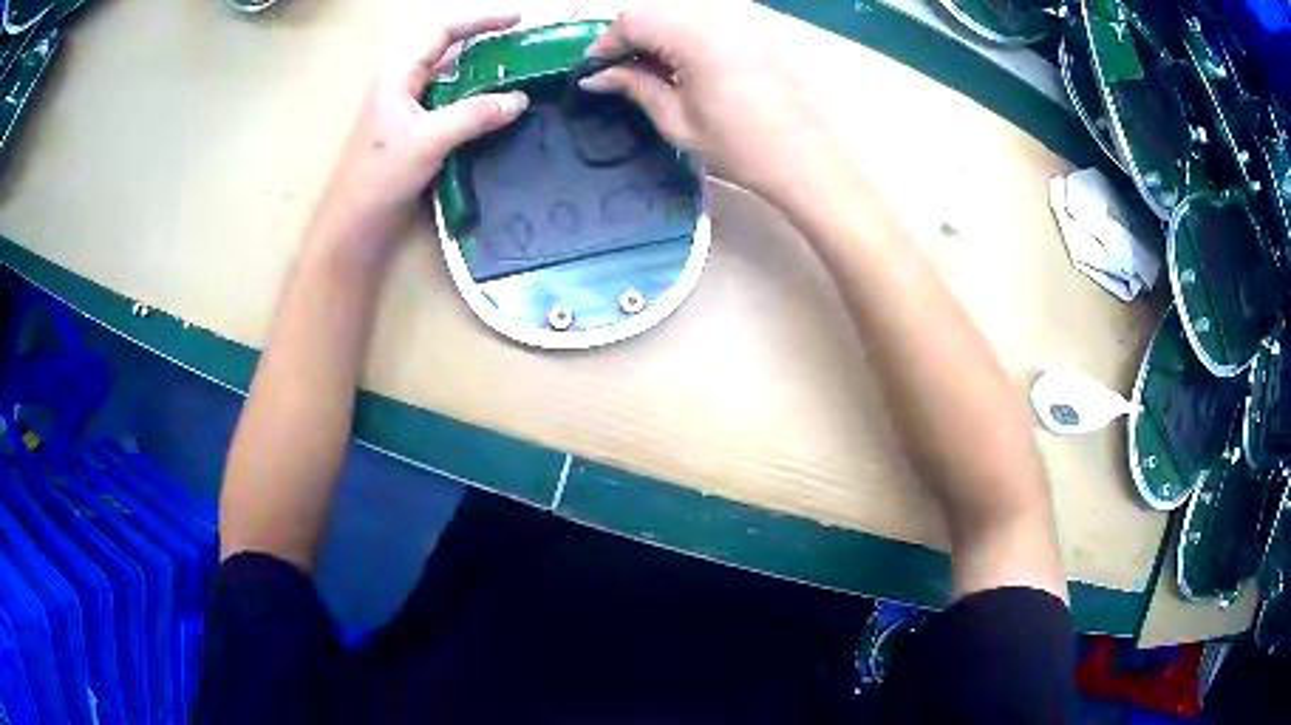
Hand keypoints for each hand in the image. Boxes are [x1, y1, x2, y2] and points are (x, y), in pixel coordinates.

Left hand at [309, 15, 529, 264]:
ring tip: (522, 81)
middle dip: (488, 50)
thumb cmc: (379, 177)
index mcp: (399, 76)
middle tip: (527, 54)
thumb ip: (475, 115)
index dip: (481, 22)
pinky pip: (453, 111)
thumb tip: (520, 99)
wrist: (354, 228)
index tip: (519, 21)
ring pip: (453, 85)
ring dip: (485, 81)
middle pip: (450, 56)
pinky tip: (499, 117)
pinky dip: (477, 109)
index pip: (443, 34)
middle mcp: (404, 88)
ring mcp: (410, 114)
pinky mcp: (416, 138)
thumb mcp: (428, 140)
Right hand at [580, 1, 838, 201]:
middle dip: (631, 36)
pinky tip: (683, 63)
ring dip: (657, 33)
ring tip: (650, 69)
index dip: (608, 43)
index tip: (596, 71)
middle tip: (620, 71)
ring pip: (680, 10)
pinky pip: (707, 17)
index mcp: (696, 35)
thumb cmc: (739, 146)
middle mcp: (719, 15)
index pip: (634, 20)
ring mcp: (741, 19)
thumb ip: (634, 86)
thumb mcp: (676, 120)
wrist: (804, 158)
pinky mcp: (755, 28)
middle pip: (655, 9)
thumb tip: (597, 76)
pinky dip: (684, 33)